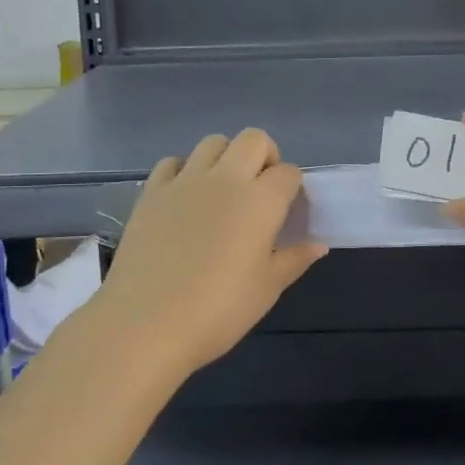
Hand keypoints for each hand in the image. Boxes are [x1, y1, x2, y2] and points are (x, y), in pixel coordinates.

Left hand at [88, 129, 326, 381]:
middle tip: (260, 191)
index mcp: (260, 201)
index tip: (286, 212)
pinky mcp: (152, 192)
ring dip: (226, 158)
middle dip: (265, 156)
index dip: (292, 188)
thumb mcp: (266, 290)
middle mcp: (225, 179)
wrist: (145, 325)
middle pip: (253, 139)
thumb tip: (318, 244)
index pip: (288, 172)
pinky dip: (184, 171)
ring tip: (223, 192)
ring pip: (213, 142)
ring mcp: (185, 181)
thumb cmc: (217, 312)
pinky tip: (185, 200)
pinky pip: (173, 162)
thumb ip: (294, 260)